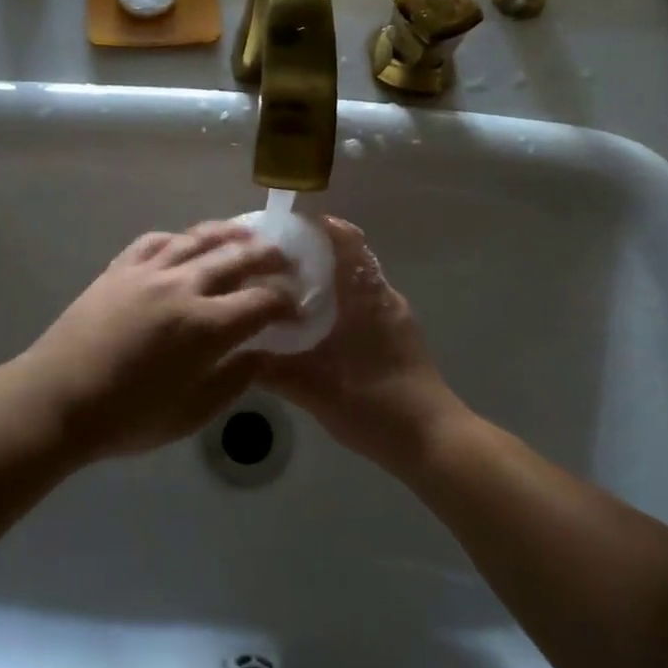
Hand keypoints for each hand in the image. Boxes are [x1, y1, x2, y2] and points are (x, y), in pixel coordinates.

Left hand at [19, 222, 295, 461]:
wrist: (56, 399)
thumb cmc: (126, 418)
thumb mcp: (191, 415)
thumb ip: (234, 381)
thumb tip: (261, 355)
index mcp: (206, 327)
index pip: (262, 302)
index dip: (287, 304)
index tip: (297, 310)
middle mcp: (183, 287)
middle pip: (238, 258)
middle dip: (270, 258)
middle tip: (285, 262)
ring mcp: (149, 271)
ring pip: (199, 238)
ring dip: (231, 234)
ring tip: (248, 235)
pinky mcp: (120, 267)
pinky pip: (157, 240)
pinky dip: (180, 238)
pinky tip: (188, 242)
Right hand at [259, 218, 469, 470]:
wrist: (433, 441)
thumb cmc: (374, 403)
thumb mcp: (313, 389)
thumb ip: (271, 370)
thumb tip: (234, 352)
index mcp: (365, 295)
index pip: (346, 239)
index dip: (317, 226)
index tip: (281, 228)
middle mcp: (383, 296)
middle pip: (347, 258)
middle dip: (311, 254)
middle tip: (271, 264)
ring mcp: (394, 316)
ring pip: (355, 283)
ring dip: (325, 281)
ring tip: (285, 293)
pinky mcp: (398, 336)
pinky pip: (363, 303)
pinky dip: (338, 303)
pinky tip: (313, 328)